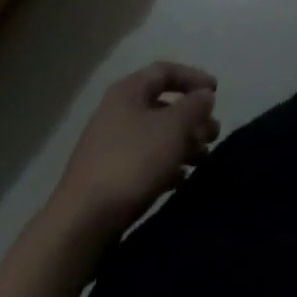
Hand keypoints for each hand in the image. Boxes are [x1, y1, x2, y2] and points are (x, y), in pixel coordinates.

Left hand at [46, 61, 219, 240]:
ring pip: (155, 136)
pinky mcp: (108, 178)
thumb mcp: (173, 128)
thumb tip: (204, 95)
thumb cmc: (131, 163)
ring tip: (203, 159)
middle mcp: (117, 113)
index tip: (216, 93)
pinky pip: (144, 162)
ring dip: (182, 144)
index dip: (193, 77)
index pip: (166, 71)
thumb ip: (194, 106)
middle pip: (163, 106)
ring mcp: (110, 147)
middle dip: (192, 118)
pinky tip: (181, 180)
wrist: (81, 225)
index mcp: (128, 92)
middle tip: (213, 134)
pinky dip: (166, 166)